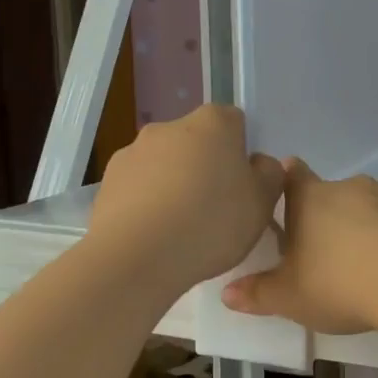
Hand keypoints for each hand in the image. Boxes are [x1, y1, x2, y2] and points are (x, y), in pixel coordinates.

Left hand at [89, 106, 285, 294]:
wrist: (138, 256)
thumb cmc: (211, 223)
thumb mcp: (262, 203)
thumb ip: (269, 175)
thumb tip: (258, 163)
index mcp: (212, 123)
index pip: (233, 121)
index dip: (241, 151)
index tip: (243, 185)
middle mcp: (169, 127)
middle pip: (196, 142)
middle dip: (205, 168)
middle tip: (215, 210)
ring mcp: (133, 152)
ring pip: (164, 165)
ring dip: (174, 185)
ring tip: (181, 228)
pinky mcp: (107, 181)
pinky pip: (138, 188)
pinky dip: (148, 203)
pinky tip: (155, 235)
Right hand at [221, 160, 377, 334]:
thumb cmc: (341, 285)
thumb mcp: (291, 298)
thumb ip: (258, 293)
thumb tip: (227, 294)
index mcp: (311, 199)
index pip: (292, 175)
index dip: (288, 180)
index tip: (288, 196)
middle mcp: (351, 187)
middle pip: (334, 195)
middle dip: (330, 218)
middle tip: (329, 254)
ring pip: (372, 206)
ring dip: (368, 226)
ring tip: (371, 265)